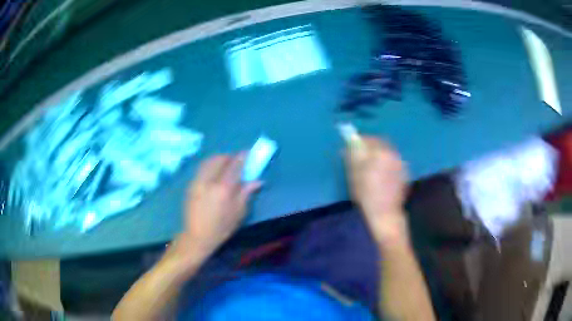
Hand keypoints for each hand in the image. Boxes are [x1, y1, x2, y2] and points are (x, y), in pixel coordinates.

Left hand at [173, 154, 261, 261]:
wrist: (197, 236)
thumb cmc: (221, 227)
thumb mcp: (238, 213)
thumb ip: (246, 193)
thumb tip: (258, 180)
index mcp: (223, 189)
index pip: (234, 165)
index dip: (242, 157)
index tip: (247, 153)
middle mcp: (209, 181)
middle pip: (219, 159)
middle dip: (229, 157)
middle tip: (237, 161)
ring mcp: (198, 181)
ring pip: (208, 161)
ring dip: (219, 159)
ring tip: (225, 164)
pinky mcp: (191, 184)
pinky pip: (202, 168)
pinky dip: (210, 165)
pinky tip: (214, 172)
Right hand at [346, 137, 408, 243]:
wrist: (385, 214)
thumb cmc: (366, 195)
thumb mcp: (354, 175)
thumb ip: (353, 155)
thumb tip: (349, 143)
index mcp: (381, 152)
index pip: (369, 139)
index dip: (359, 141)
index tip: (352, 146)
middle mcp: (393, 154)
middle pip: (380, 143)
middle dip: (370, 146)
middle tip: (361, 156)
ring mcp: (401, 164)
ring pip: (388, 152)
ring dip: (379, 154)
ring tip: (370, 165)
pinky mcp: (404, 173)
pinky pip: (393, 161)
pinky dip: (386, 163)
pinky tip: (381, 174)